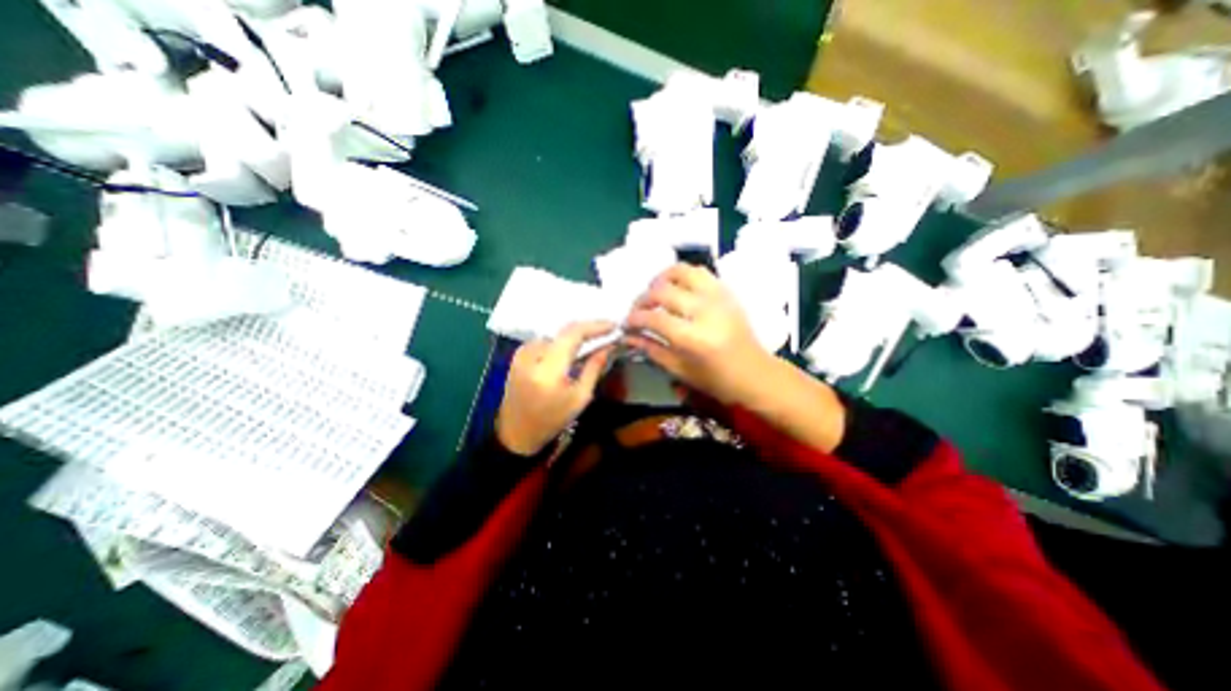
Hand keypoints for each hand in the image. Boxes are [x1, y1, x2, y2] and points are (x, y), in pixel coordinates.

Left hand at [494, 318, 614, 459]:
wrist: (516, 432)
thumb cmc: (552, 420)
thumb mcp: (579, 397)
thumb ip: (594, 368)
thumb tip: (608, 346)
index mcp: (548, 369)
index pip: (573, 334)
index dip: (595, 326)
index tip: (613, 326)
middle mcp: (532, 354)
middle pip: (564, 330)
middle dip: (588, 328)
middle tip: (607, 331)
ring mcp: (522, 353)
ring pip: (555, 334)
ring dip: (573, 335)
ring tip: (592, 339)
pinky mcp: (518, 355)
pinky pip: (545, 340)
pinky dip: (560, 341)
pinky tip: (570, 349)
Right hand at [630, 266, 770, 405]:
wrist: (755, 373)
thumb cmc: (716, 380)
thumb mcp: (679, 370)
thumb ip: (651, 349)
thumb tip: (628, 335)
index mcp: (694, 338)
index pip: (654, 318)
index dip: (635, 319)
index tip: (627, 323)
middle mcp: (705, 311)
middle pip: (663, 291)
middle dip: (643, 299)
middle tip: (638, 310)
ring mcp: (718, 297)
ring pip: (681, 271)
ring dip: (661, 278)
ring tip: (654, 292)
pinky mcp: (726, 291)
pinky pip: (700, 272)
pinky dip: (681, 276)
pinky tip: (675, 288)